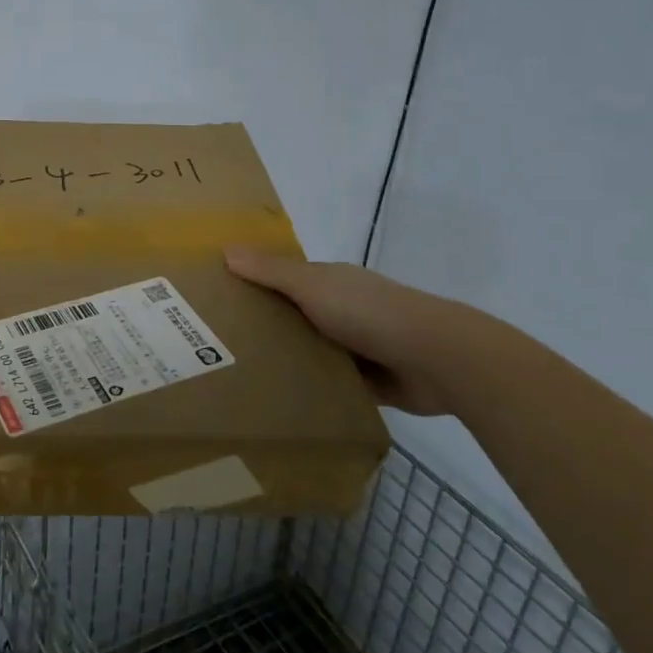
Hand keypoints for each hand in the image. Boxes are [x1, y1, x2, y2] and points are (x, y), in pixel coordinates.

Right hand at [224, 247, 480, 417]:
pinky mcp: (368, 383)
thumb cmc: (368, 312)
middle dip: (265, 328)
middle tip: (216, 348)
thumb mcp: (312, 285)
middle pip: (294, 318)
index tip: (218, 301)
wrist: (435, 359)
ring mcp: (357, 347)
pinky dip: (311, 392)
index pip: (284, 280)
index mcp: (330, 283)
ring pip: (310, 353)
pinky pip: (329, 386)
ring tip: (240, 379)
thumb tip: (226, 249)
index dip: (253, 286)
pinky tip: (279, 404)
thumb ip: (271, 271)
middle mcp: (342, 310)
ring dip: (287, 363)